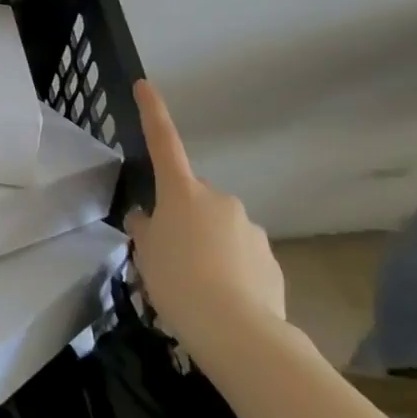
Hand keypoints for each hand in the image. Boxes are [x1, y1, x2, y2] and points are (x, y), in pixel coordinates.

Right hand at [124, 79, 285, 352]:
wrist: (238, 332)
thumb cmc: (178, 282)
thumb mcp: (146, 255)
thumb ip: (146, 230)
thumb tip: (150, 220)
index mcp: (183, 192)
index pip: (163, 142)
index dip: (153, 112)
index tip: (145, 85)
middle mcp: (219, 199)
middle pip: (193, 198)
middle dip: (183, 217)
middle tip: (169, 254)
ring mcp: (249, 227)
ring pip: (219, 228)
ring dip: (207, 246)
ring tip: (197, 286)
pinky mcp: (270, 259)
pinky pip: (241, 255)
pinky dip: (230, 269)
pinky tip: (223, 298)